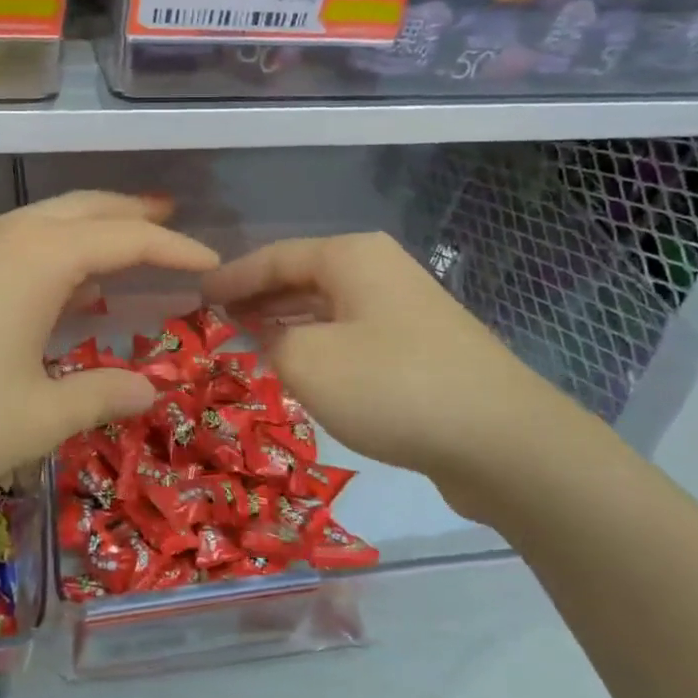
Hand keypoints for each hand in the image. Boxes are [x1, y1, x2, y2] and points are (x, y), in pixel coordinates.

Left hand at [0, 192, 218, 495]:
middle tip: (173, 226)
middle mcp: (7, 236)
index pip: (127, 240)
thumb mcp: (38, 417)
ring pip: (47, 219)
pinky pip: (18, 239)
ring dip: (93, 227)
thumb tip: (152, 388)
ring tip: (127, 246)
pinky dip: (55, 247)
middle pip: (86, 209)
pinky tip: (60, 282)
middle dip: (134, 215)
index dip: (175, 250)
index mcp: (40, 259)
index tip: (212, 264)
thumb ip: (103, 395)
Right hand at [202, 232, 595, 522]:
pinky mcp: (422, 347)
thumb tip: (268, 335)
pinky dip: (320, 344)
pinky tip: (303, 369)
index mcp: (351, 257)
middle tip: (216, 320)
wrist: (502, 440)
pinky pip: (353, 334)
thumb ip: (270, 342)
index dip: (230, 276)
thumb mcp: (307, 362)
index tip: (195, 294)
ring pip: (329, 307)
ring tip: (249, 342)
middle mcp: (380, 270)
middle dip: (258, 297)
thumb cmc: (391, 386)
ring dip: (288, 323)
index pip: (273, 256)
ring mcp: (406, 308)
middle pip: (302, 276)